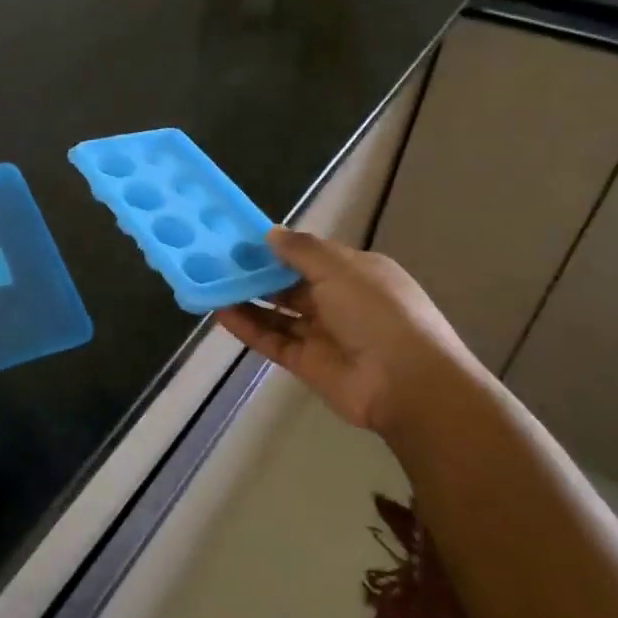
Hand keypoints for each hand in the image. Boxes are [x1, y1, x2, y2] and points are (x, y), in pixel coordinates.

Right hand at [215, 229, 474, 438]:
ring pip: (279, 313)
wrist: (406, 384)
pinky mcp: (307, 363)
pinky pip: (273, 340)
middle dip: (258, 273)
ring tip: (212, 285)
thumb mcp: (341, 269)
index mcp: (357, 273)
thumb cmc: (378, 313)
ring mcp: (323, 334)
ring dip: (248, 299)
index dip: (279, 248)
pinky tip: (221, 313)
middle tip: (217, 261)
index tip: (242, 240)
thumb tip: (271, 233)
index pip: (312, 256)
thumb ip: (302, 250)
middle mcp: (340, 301)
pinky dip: (248, 327)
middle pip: (291, 284)